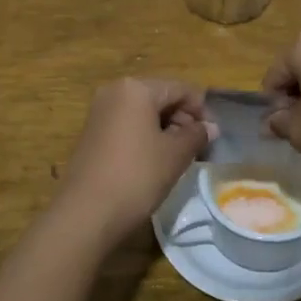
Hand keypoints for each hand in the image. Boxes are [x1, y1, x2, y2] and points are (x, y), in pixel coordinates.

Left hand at [55, 79, 213, 245]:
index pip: (180, 89)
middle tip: (198, 148)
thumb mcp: (175, 155)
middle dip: (182, 119)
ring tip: (179, 157)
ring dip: (165, 129)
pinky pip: (127, 125)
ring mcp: (99, 112)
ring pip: (143, 113)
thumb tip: (210, 127)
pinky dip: (145, 137)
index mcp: (136, 88)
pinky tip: (155, 161)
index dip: (201, 110)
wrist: (86, 213)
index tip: (213, 136)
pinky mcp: (92, 133)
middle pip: (160, 97)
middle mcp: (114, 91)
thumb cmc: (137, 175)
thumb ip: (196, 135)